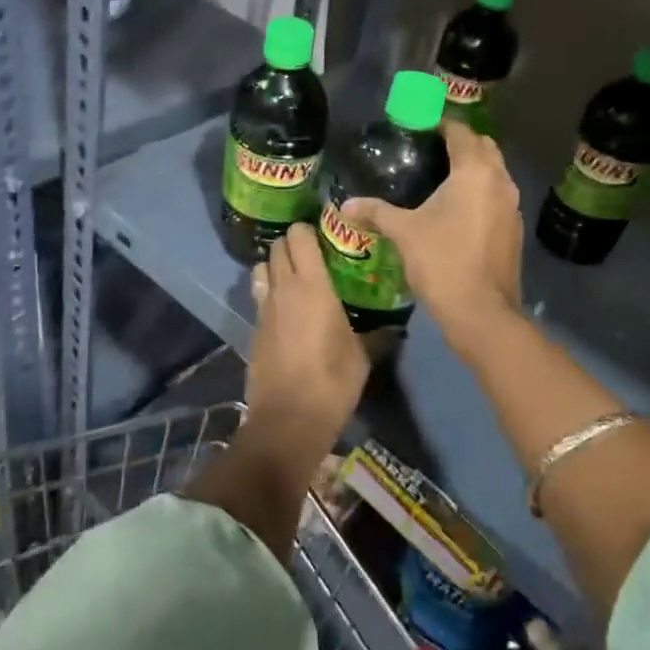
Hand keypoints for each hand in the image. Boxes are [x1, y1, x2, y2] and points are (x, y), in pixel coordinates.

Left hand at [244, 224, 368, 457]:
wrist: (287, 420)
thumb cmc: (332, 382)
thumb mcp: (362, 356)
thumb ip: (377, 334)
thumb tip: (395, 326)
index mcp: (312, 285)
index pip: (300, 236)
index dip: (310, 229)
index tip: (327, 234)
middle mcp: (284, 287)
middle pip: (278, 245)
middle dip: (293, 243)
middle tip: (315, 254)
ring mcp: (265, 307)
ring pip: (263, 267)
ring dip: (276, 264)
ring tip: (297, 276)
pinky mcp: (254, 328)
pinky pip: (260, 295)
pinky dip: (269, 291)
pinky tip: (286, 308)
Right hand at [341, 120, 522, 339]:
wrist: (481, 311)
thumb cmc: (442, 261)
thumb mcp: (404, 232)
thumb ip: (376, 212)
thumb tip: (345, 205)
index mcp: (475, 172)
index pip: (461, 132)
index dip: (440, 125)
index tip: (418, 127)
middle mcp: (500, 181)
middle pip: (483, 147)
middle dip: (460, 142)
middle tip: (429, 150)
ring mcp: (512, 206)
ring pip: (494, 172)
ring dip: (473, 168)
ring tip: (440, 177)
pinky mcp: (514, 229)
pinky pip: (497, 196)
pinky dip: (480, 192)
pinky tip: (457, 208)